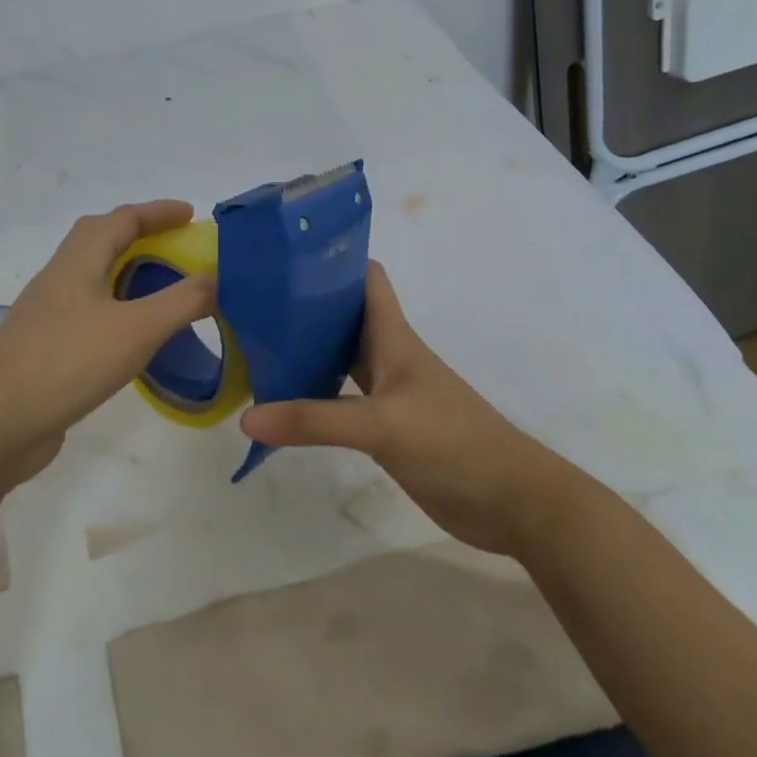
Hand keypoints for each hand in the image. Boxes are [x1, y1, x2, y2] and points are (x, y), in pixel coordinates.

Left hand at [0, 200, 215, 490]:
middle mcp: (58, 279)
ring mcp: (47, 315)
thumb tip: (218, 278)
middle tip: (178, 246)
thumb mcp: (136, 330)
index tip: (191, 214)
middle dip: (140, 234)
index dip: (157, 212)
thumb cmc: (66, 364)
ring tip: (162, 286)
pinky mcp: (45, 347)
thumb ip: (182, 302)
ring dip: (127, 271)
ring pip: (92, 277)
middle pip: (99, 240)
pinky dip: (116, 308)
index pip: (120, 220)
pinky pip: (88, 311)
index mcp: (76, 263)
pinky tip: (132, 334)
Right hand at [240, 261, 566, 553]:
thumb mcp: (382, 425)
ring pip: (338, 357)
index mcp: (394, 337)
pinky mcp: (383, 426)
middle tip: (250, 303)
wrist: (509, 500)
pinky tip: (281, 403)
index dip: (332, 260)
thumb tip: (247, 415)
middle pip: (342, 316)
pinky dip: (312, 396)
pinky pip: (339, 399)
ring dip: (304, 350)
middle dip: (302, 304)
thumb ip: (315, 420)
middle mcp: (388, 357)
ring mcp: (386, 393)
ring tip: (254, 346)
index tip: (284, 256)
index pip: (366, 279)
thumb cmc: (454, 443)